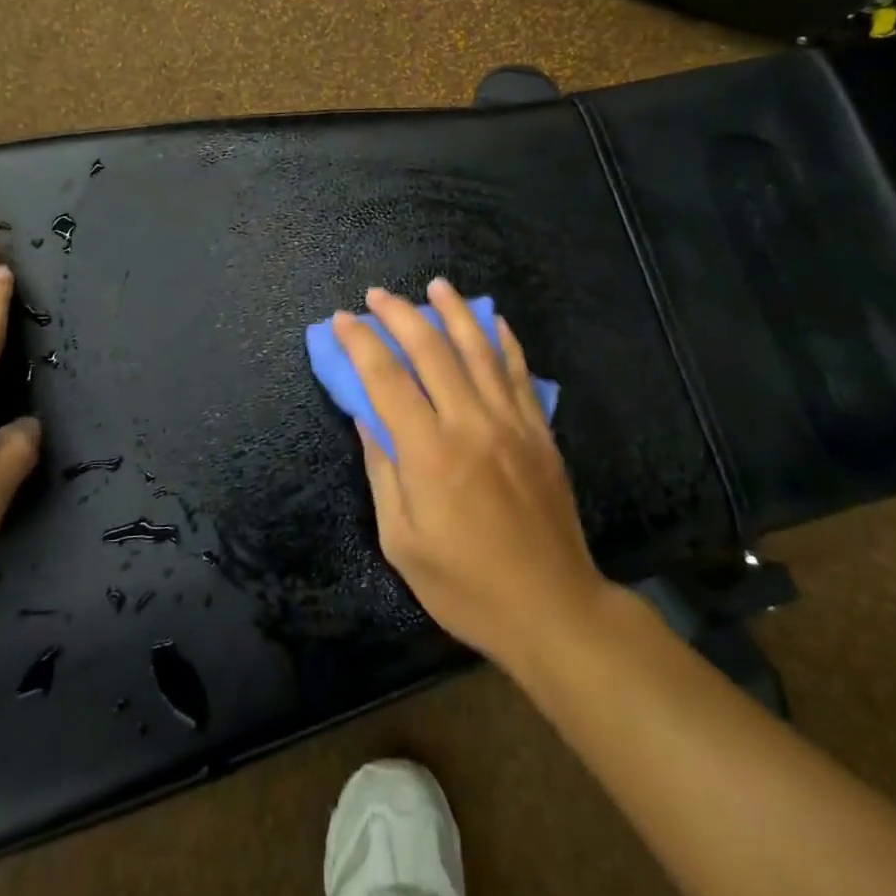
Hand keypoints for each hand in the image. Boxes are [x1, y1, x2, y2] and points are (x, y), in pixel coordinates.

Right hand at [332, 280, 607, 671]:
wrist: (552, 610)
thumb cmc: (466, 586)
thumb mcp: (402, 542)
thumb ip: (383, 470)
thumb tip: (366, 416)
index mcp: (430, 453)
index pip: (386, 379)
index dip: (360, 343)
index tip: (343, 319)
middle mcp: (471, 424)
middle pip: (431, 350)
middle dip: (400, 315)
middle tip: (378, 294)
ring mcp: (511, 423)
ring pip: (478, 350)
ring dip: (454, 312)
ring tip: (436, 285)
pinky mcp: (539, 431)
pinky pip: (519, 373)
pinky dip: (504, 340)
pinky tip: (493, 319)